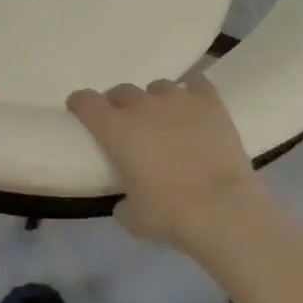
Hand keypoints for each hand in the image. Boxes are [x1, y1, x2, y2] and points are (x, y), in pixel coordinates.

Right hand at [66, 75, 271, 252]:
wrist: (222, 209)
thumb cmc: (170, 215)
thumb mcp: (133, 218)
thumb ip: (123, 202)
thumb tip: (126, 200)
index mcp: (116, 130)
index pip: (86, 102)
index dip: (80, 103)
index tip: (80, 109)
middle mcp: (143, 106)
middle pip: (122, 91)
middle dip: (119, 104)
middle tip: (128, 124)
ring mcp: (178, 99)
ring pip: (158, 87)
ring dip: (155, 101)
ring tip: (165, 119)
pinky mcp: (210, 102)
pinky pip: (196, 85)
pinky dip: (192, 94)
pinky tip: (195, 108)